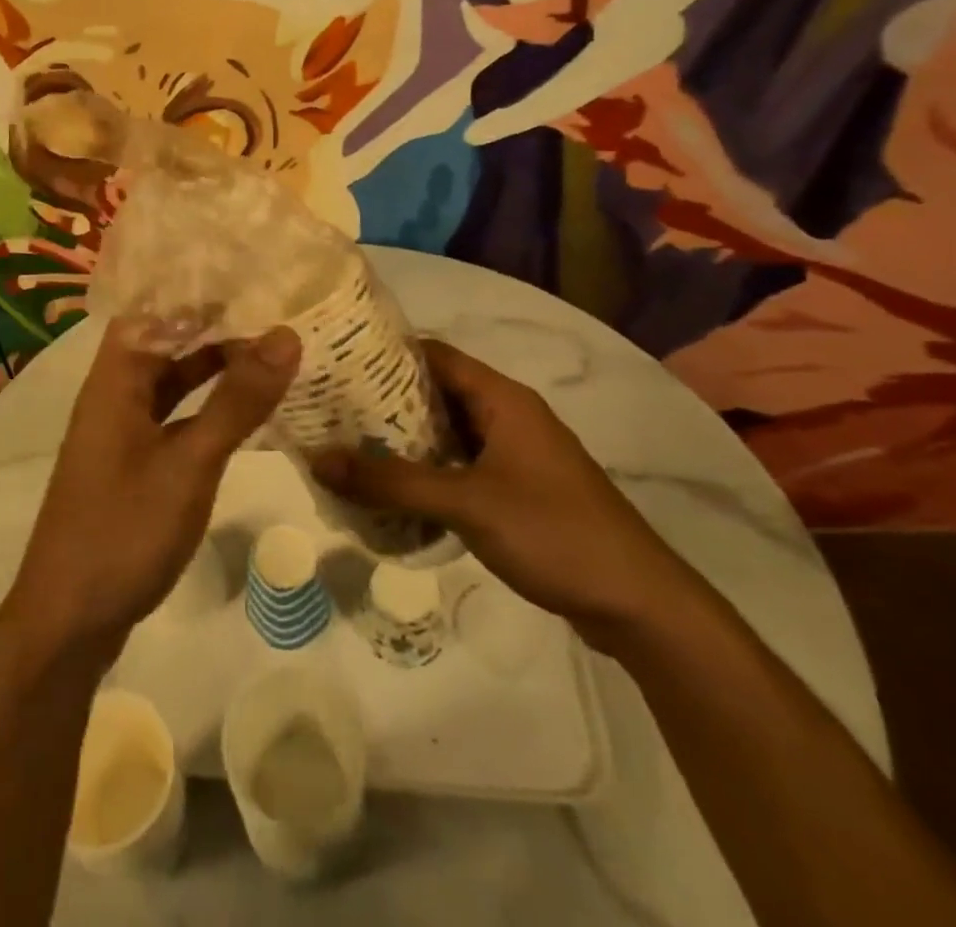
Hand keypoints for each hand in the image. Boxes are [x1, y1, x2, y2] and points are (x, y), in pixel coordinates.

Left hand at [4, 321, 300, 660]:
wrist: (68, 621)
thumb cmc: (124, 529)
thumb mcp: (191, 462)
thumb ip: (237, 400)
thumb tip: (286, 334)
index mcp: (115, 380)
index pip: (150, 308)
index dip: (193, 288)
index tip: (248, 273)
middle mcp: (113, 396)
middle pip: (163, 343)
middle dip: (213, 326)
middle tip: (274, 309)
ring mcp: (122, 433)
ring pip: (170, 383)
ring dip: (212, 368)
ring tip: (270, 351)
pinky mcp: (133, 465)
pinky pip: (173, 418)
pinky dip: (206, 408)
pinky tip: (244, 411)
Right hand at [308, 339, 701, 648]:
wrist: (638, 603)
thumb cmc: (553, 532)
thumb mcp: (466, 504)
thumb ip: (392, 483)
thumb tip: (318, 459)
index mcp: (502, 398)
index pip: (433, 354)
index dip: (385, 353)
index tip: (337, 362)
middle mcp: (508, 415)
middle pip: (437, 392)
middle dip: (385, 400)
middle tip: (332, 409)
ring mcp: (516, 453)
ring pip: (449, 431)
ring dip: (405, 439)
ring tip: (351, 446)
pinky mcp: (518, 488)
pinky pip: (462, 464)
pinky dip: (428, 470)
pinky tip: (394, 490)